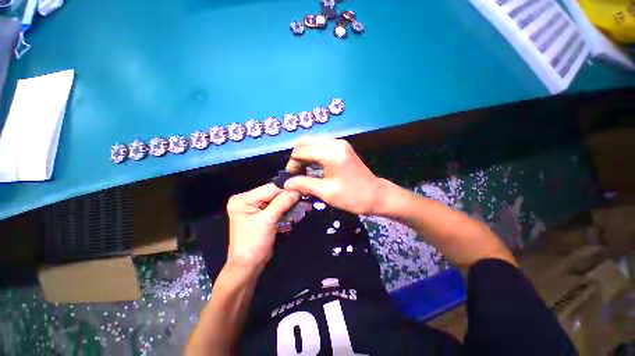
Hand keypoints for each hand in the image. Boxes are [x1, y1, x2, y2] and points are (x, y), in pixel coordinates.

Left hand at [226, 183, 299, 271]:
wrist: (248, 266)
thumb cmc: (253, 244)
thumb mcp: (267, 221)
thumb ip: (282, 203)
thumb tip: (297, 189)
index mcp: (243, 199)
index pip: (269, 188)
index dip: (285, 191)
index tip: (301, 194)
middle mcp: (248, 200)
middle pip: (273, 194)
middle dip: (289, 198)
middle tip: (304, 201)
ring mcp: (256, 208)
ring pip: (277, 201)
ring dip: (290, 204)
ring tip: (304, 206)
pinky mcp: (263, 215)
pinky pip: (277, 208)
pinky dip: (287, 210)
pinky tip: (296, 211)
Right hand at [284, 137, 380, 214]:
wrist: (376, 195)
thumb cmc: (352, 197)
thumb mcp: (326, 193)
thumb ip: (304, 184)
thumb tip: (286, 183)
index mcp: (331, 153)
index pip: (301, 151)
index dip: (292, 164)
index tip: (291, 178)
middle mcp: (334, 143)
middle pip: (305, 142)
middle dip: (297, 157)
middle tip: (296, 174)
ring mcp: (339, 143)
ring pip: (312, 142)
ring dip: (304, 155)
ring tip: (303, 172)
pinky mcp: (341, 147)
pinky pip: (320, 146)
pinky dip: (313, 155)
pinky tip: (313, 167)